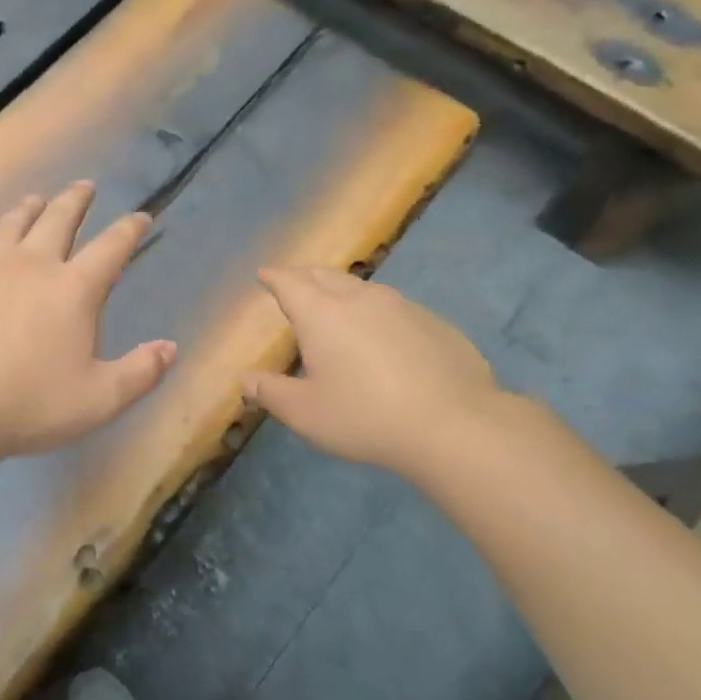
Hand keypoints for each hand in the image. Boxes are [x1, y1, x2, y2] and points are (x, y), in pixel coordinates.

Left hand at [0, 181, 175, 461]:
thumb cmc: (30, 404)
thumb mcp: (100, 399)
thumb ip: (141, 373)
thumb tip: (170, 348)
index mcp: (73, 289)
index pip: (112, 247)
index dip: (130, 229)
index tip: (142, 216)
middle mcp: (32, 266)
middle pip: (58, 220)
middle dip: (76, 200)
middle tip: (85, 186)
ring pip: (10, 226)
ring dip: (26, 210)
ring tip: (35, 199)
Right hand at [243, 267, 508, 483]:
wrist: (453, 425)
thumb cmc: (365, 417)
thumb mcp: (305, 414)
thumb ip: (270, 393)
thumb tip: (246, 380)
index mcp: (322, 314)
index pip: (290, 282)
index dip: (274, 277)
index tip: (265, 274)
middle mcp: (360, 298)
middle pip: (325, 275)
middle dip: (305, 276)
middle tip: (294, 283)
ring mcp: (402, 306)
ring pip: (362, 288)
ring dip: (341, 291)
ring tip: (336, 307)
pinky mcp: (434, 322)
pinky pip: (394, 308)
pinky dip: (376, 313)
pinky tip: (382, 337)